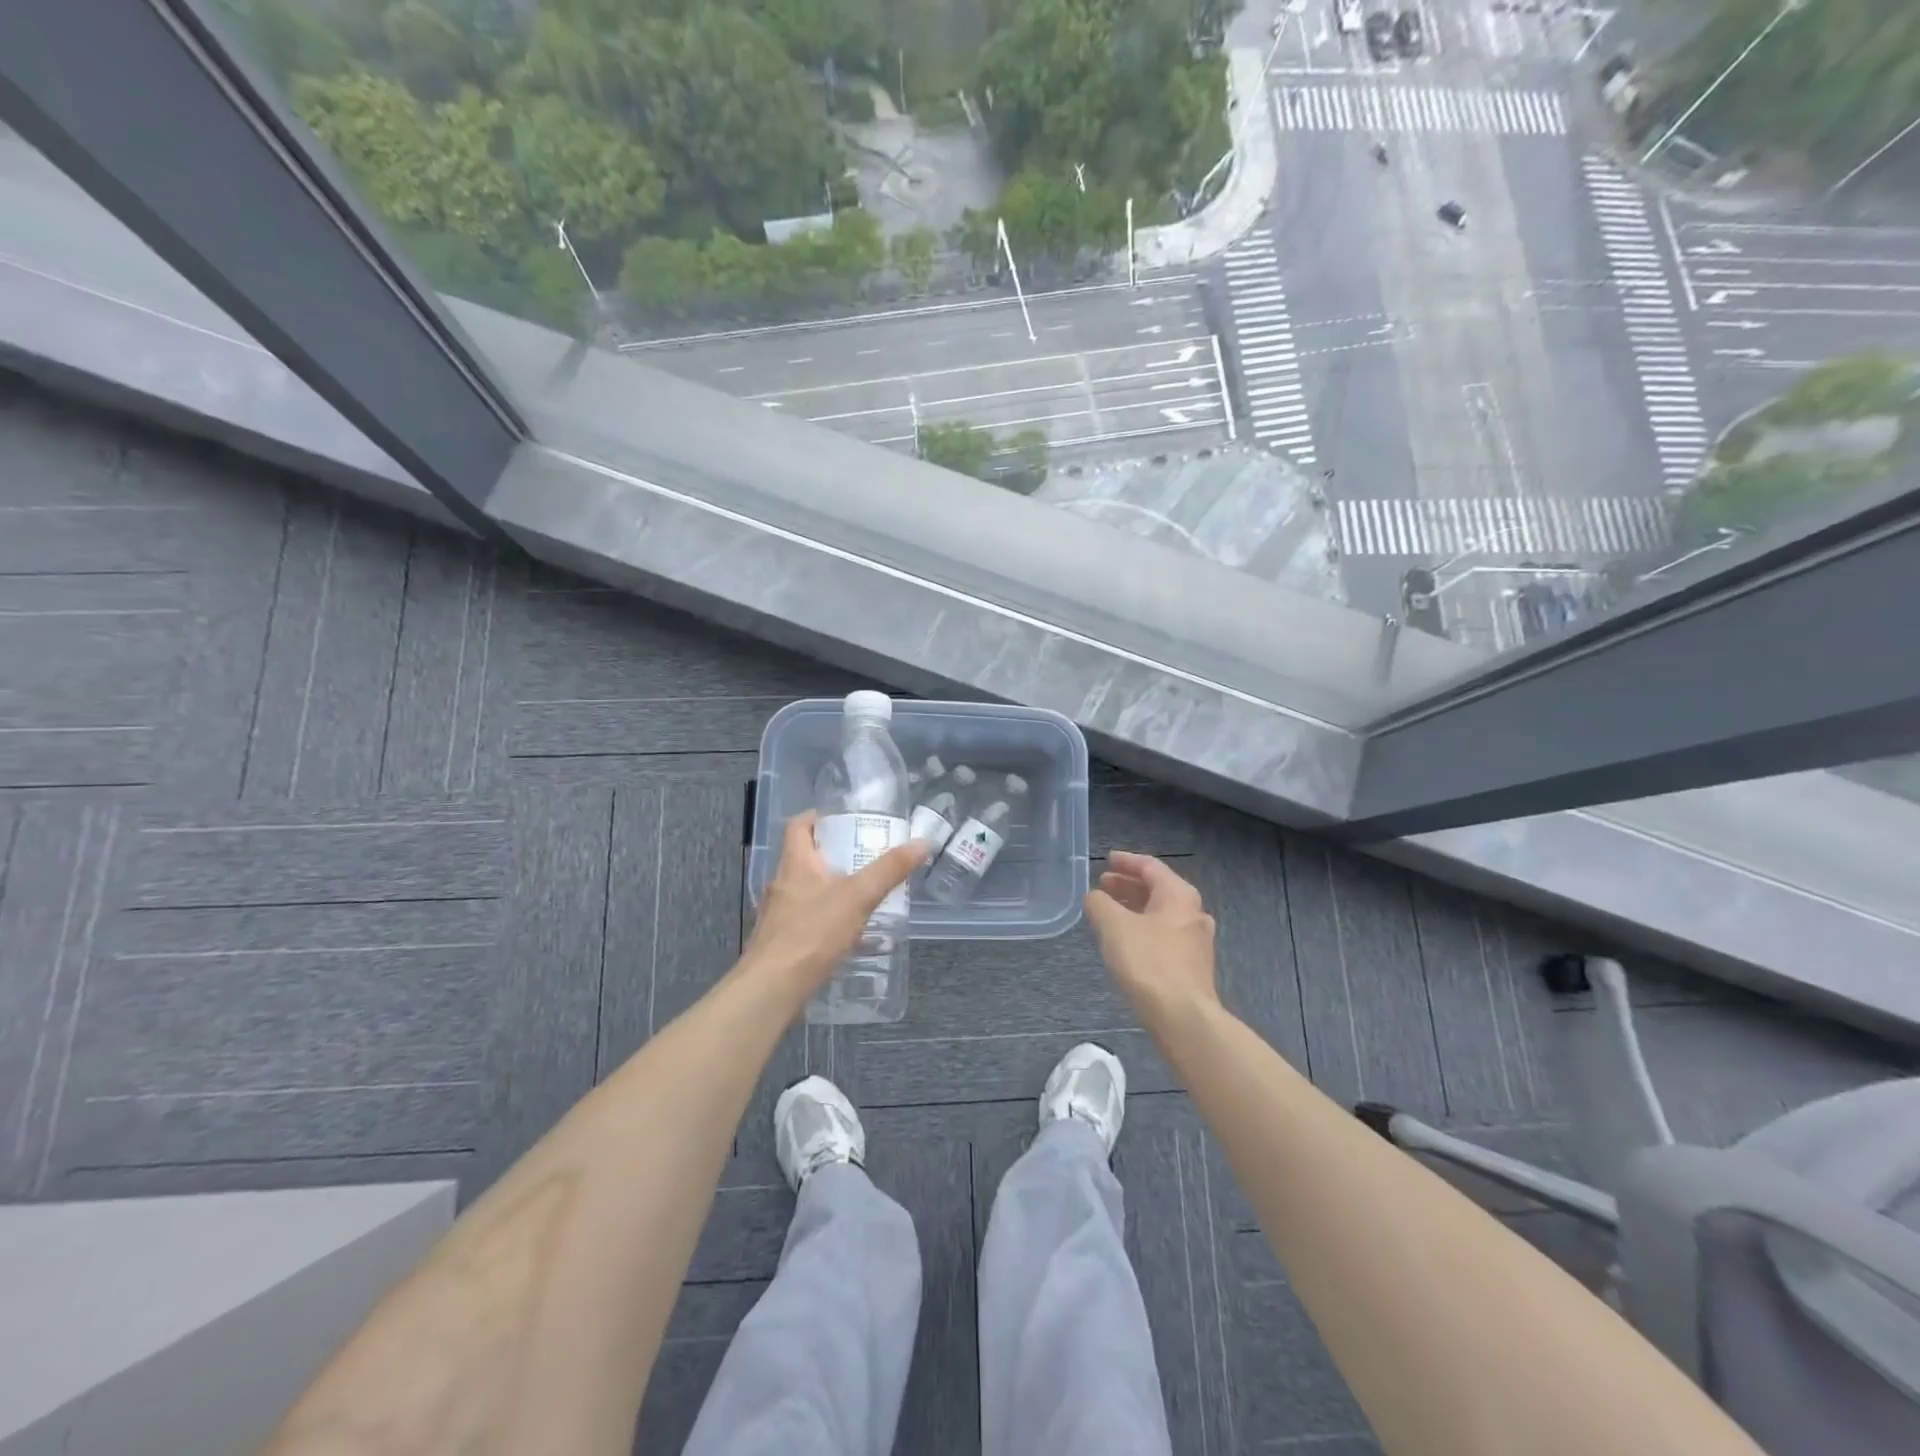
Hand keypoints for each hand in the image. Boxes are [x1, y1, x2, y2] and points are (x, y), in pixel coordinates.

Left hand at [742, 811, 925, 1001]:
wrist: (773, 988)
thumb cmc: (813, 932)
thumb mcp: (858, 896)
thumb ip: (890, 870)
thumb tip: (922, 842)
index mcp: (795, 863)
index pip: (798, 826)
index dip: (819, 817)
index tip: (845, 820)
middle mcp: (782, 883)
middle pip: (806, 858)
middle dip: (835, 855)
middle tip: (867, 858)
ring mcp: (779, 914)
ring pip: (808, 890)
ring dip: (833, 889)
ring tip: (864, 896)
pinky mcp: (781, 941)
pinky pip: (807, 919)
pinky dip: (827, 919)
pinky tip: (849, 934)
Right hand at [1084, 851, 1218, 1024]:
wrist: (1183, 1017)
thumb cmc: (1149, 963)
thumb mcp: (1114, 926)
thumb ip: (1099, 904)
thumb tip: (1094, 897)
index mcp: (1179, 895)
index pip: (1150, 867)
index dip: (1126, 861)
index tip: (1107, 860)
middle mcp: (1193, 913)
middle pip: (1158, 890)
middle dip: (1128, 885)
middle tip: (1103, 885)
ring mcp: (1195, 942)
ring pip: (1160, 914)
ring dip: (1134, 908)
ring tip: (1109, 912)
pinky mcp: (1191, 966)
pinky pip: (1163, 935)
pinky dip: (1142, 929)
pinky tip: (1125, 941)